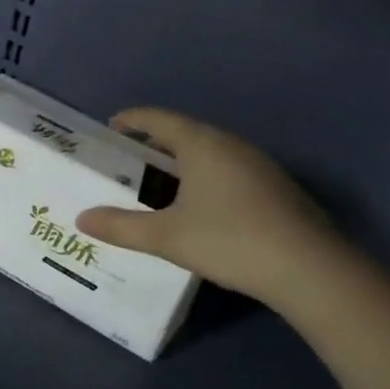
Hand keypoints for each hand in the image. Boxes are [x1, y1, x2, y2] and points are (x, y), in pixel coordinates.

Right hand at [76, 107, 346, 306]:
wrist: (307, 268)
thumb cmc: (228, 240)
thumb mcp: (166, 236)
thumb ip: (121, 226)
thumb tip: (82, 218)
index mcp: (202, 144)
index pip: (159, 119)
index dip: (133, 120)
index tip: (111, 126)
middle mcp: (231, 145)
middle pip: (186, 133)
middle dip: (155, 144)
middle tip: (129, 161)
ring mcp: (259, 165)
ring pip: (210, 153)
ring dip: (182, 162)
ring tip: (160, 184)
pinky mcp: (275, 188)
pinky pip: (229, 171)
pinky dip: (205, 178)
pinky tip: (200, 206)